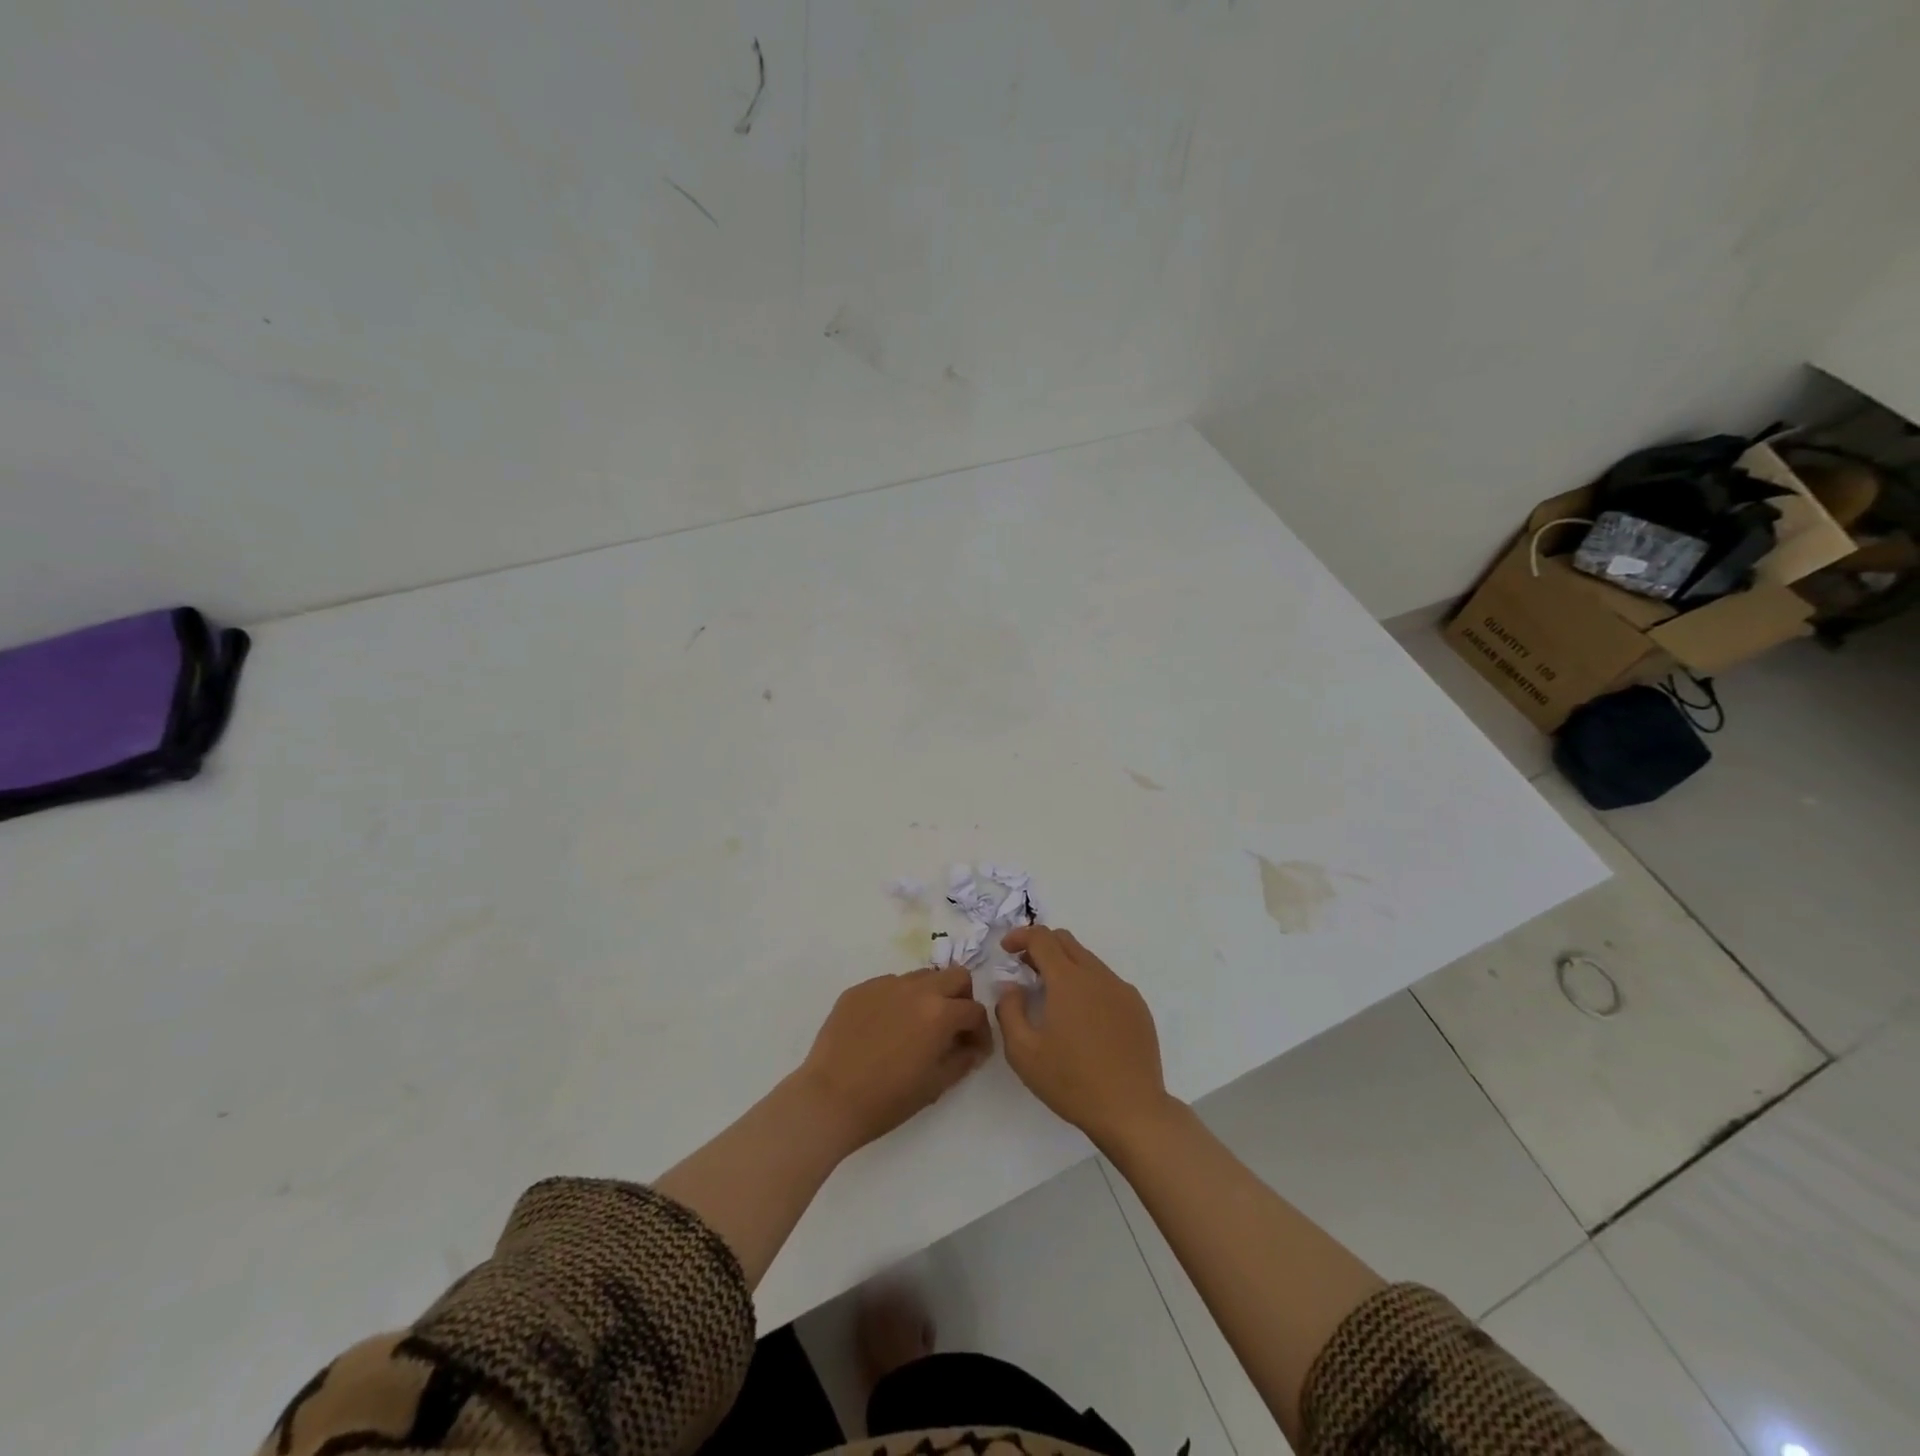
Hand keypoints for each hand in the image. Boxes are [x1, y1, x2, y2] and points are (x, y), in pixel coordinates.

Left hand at [795, 965, 992, 1153]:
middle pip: (955, 976)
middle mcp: (915, 989)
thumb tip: (972, 1047)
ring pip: (921, 977)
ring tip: (917, 1026)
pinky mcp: (859, 989)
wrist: (829, 1099)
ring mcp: (885, 984)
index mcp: (939, 1013)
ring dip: (929, 996)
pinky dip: (897, 1001)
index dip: (980, 1031)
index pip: (975, 1010)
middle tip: (952, 1027)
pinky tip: (885, 1029)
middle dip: (961, 999)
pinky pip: (889, 986)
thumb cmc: (887, 1099)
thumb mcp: (935, 1085)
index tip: (974, 1049)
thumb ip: (962, 1059)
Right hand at [996, 926, 1173, 1149]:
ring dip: (1065, 965)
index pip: (1041, 938)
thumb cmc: (1072, 1081)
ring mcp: (1122, 990)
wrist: (1132, 1110)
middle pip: (1066, 941)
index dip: (1020, 936)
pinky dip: (1087, 984)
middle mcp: (1097, 975)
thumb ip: (1009, 1011)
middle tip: (1025, 969)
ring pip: (1088, 960)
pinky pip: (1107, 981)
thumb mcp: (1023, 1053)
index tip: (1006, 949)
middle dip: (1041, 946)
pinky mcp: (1138, 1007)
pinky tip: (1082, 1017)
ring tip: (1052, 996)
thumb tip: (1011, 987)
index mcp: (1068, 980)